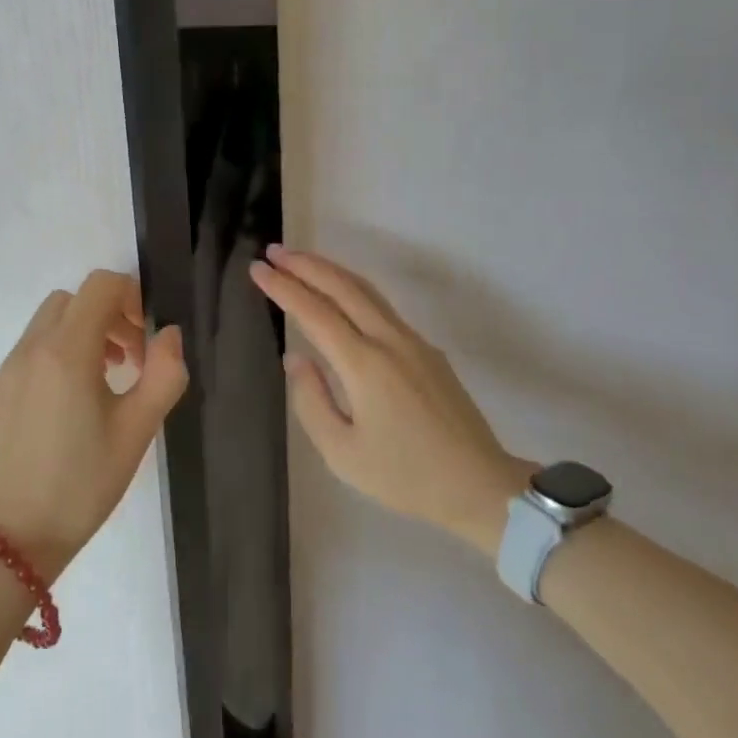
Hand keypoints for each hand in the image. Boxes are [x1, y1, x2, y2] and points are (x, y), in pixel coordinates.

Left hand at [0, 270, 187, 578]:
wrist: (18, 537)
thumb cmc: (85, 482)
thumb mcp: (138, 430)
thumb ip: (164, 373)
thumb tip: (169, 334)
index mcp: (67, 351)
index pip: (100, 285)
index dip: (132, 296)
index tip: (147, 334)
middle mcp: (32, 348)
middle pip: (74, 299)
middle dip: (109, 313)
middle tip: (132, 357)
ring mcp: (10, 367)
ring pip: (51, 320)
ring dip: (84, 330)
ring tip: (108, 376)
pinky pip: (33, 346)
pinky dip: (60, 350)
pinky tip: (75, 398)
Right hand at [249, 245, 530, 555]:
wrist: (479, 486)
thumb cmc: (405, 477)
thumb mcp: (342, 453)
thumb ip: (311, 401)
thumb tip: (296, 358)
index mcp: (365, 364)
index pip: (315, 312)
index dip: (283, 287)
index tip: (257, 269)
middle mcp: (390, 340)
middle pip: (343, 287)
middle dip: (305, 265)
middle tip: (273, 251)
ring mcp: (413, 341)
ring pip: (366, 291)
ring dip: (330, 271)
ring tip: (300, 262)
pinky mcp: (427, 350)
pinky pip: (382, 306)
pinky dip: (352, 289)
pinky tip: (340, 295)